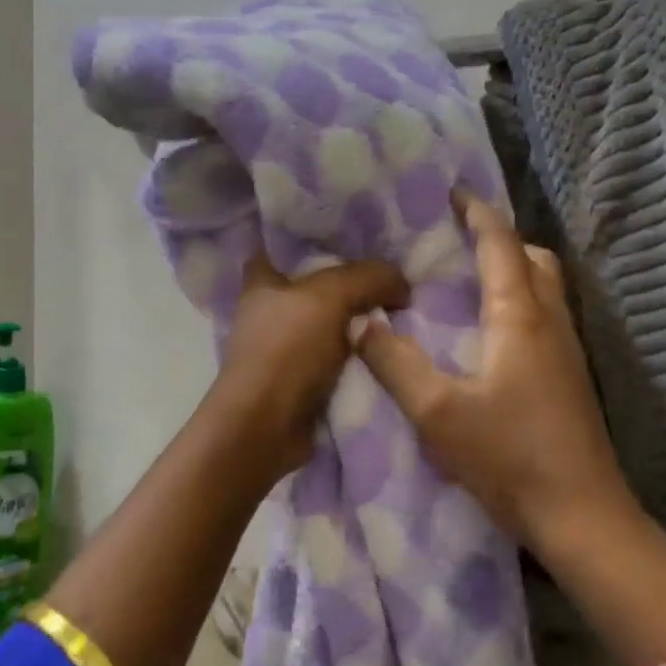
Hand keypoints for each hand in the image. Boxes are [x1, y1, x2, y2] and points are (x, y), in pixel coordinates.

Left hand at [208, 252, 409, 475]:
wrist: (266, 429)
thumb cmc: (286, 351)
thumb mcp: (329, 297)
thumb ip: (369, 277)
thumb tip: (402, 285)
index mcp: (262, 281)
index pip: (288, 245)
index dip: (320, 238)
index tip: (358, 236)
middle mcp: (270, 310)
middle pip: (319, 285)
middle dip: (354, 282)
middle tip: (394, 273)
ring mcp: (285, 348)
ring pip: (333, 323)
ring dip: (362, 322)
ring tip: (403, 310)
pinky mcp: (301, 380)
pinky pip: (340, 358)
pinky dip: (361, 356)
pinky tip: (392, 347)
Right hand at [356, 194, 632, 544]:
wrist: (581, 514)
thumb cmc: (508, 457)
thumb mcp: (436, 412)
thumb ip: (394, 363)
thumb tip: (359, 321)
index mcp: (519, 318)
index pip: (501, 245)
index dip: (477, 214)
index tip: (454, 193)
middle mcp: (551, 323)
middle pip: (535, 259)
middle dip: (501, 239)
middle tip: (462, 241)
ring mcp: (568, 351)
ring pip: (547, 288)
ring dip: (515, 270)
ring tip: (473, 280)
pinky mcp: (572, 378)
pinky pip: (548, 317)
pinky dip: (522, 301)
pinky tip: (494, 334)